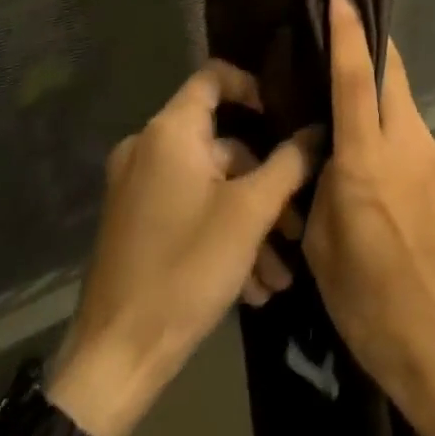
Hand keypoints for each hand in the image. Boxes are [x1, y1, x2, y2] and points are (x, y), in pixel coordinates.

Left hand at [49, 62, 318, 435]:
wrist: (116, 358)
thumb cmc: (186, 268)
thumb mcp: (251, 212)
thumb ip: (290, 162)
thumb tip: (318, 130)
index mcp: (170, 133)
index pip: (214, 76)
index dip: (254, 86)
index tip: (286, 116)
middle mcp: (148, 150)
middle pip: (224, 144)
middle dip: (268, 183)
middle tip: (299, 223)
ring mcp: (139, 189)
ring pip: (213, 186)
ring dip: (252, 221)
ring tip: (282, 272)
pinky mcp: (137, 224)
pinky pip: (191, 210)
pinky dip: (224, 235)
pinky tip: (255, 285)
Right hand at [302, 0, 434, 435]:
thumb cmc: (371, 303)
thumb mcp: (324, 246)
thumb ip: (320, 185)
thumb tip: (319, 151)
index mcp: (368, 158)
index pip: (355, 75)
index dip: (347, 27)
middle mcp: (407, 142)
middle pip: (390, 70)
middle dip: (368, 39)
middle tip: (340, 22)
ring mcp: (431, 155)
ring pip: (401, 96)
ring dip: (375, 81)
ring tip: (339, 88)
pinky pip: (408, 126)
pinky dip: (386, 115)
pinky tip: (363, 140)